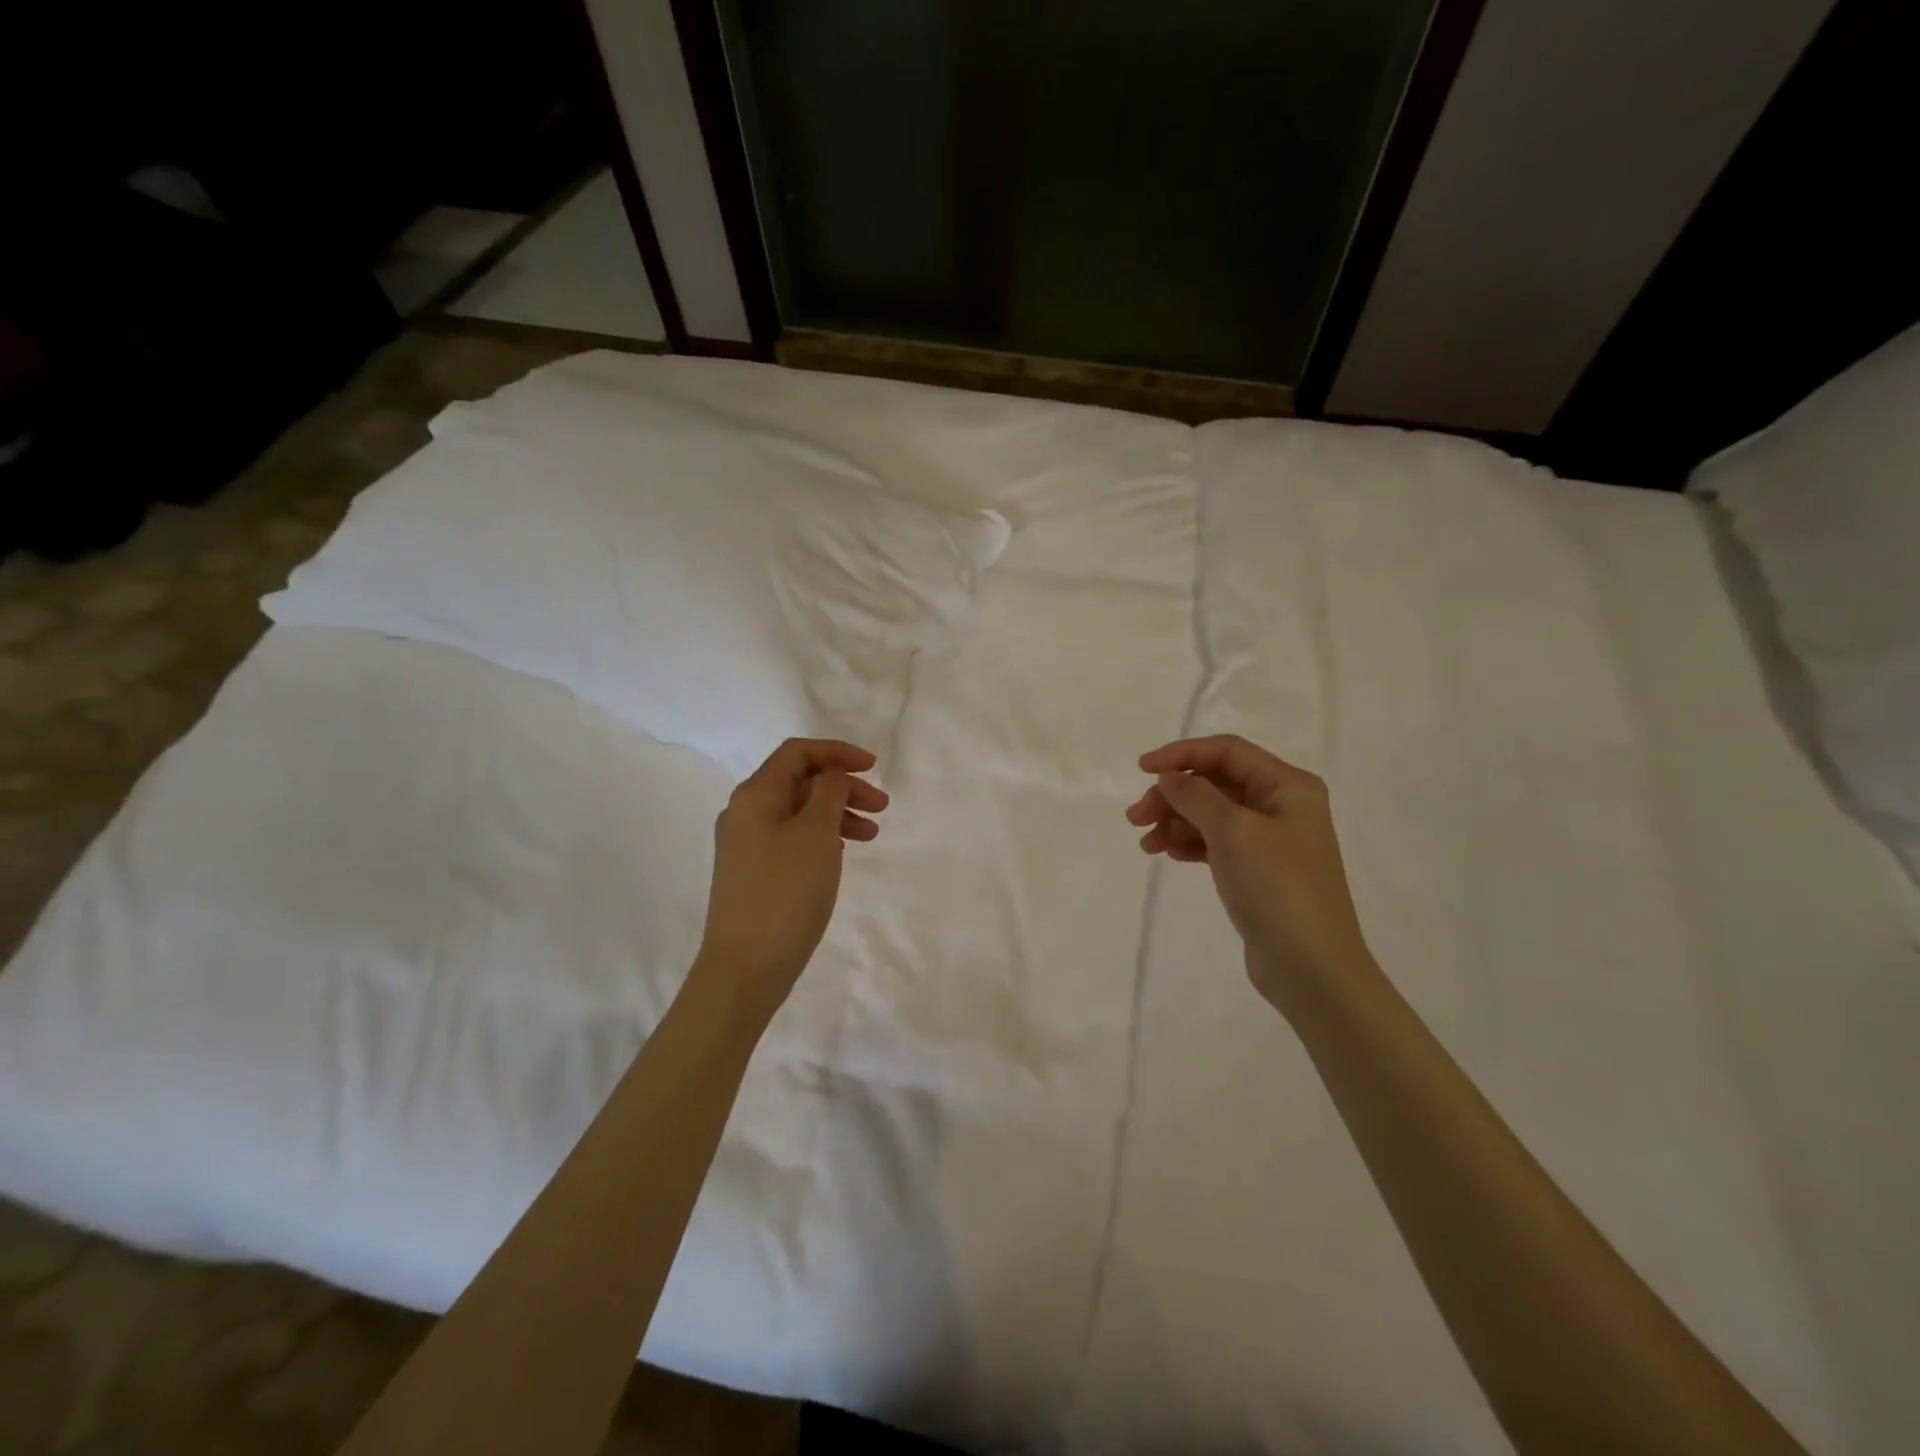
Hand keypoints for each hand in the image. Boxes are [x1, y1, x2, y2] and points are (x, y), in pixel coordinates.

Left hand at [695, 739, 887, 1021]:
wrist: (745, 967)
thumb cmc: (786, 892)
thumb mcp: (816, 834)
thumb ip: (828, 793)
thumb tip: (830, 775)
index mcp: (755, 795)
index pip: (797, 753)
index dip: (837, 752)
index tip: (874, 767)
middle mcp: (745, 813)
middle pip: (800, 781)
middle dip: (843, 786)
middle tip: (881, 806)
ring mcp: (746, 844)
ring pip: (799, 812)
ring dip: (837, 813)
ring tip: (871, 834)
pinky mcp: (753, 872)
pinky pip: (792, 837)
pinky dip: (822, 836)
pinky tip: (842, 852)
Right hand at [1126, 735, 1373, 1015]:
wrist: (1311, 967)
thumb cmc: (1277, 888)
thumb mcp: (1233, 832)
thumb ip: (1195, 796)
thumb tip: (1169, 777)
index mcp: (1288, 786)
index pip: (1227, 751)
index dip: (1182, 754)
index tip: (1142, 770)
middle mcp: (1281, 805)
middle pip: (1215, 782)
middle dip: (1173, 794)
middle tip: (1136, 817)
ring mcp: (1270, 839)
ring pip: (1210, 813)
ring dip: (1175, 820)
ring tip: (1146, 843)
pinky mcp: (1257, 870)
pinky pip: (1214, 842)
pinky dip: (1188, 842)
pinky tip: (1166, 854)